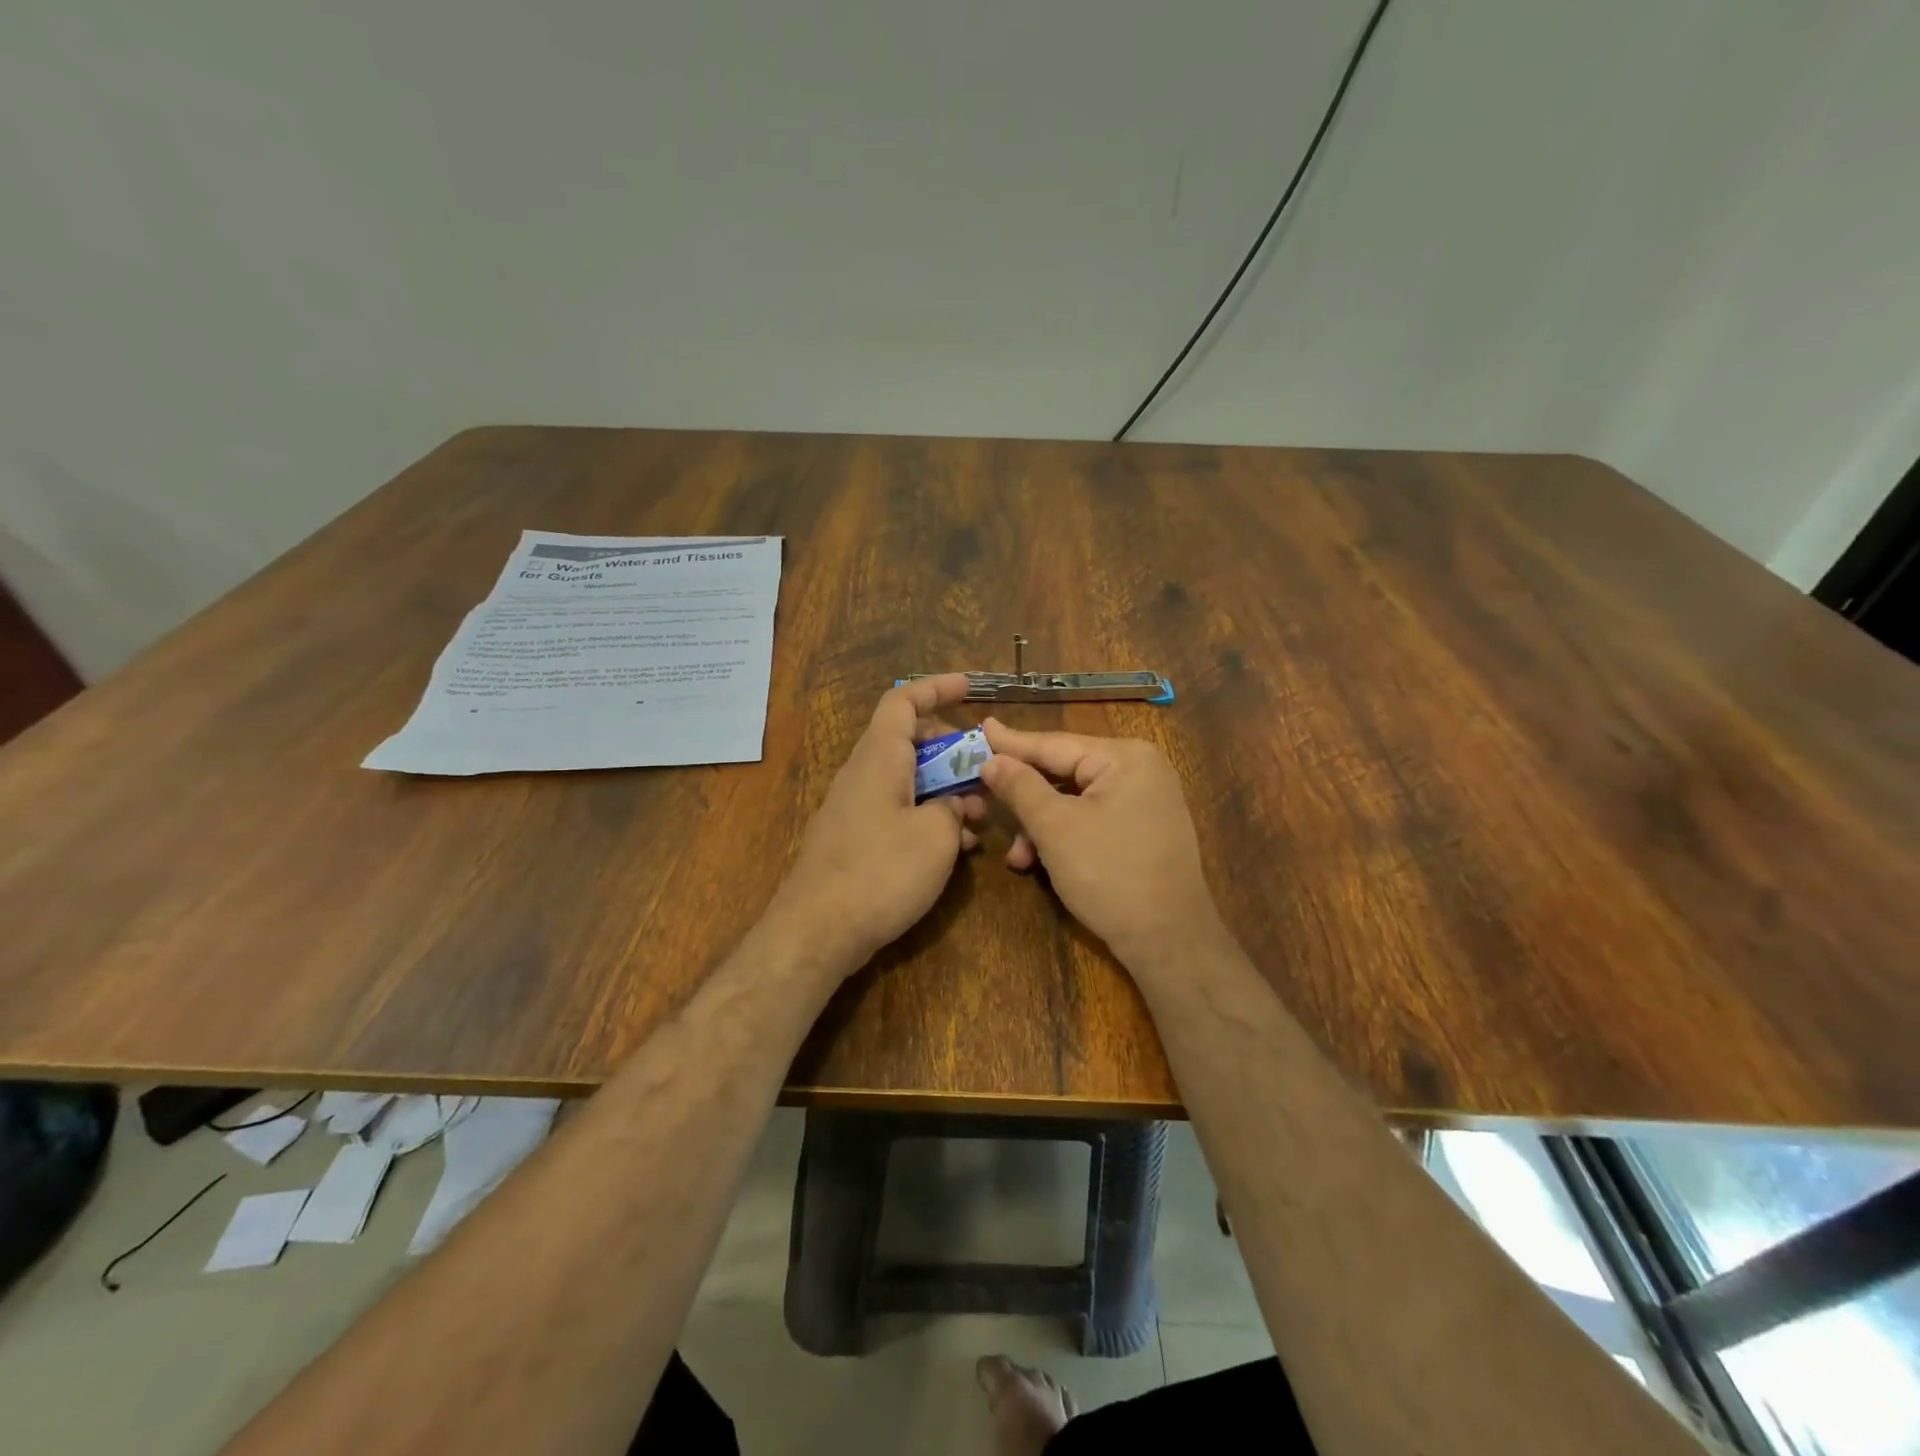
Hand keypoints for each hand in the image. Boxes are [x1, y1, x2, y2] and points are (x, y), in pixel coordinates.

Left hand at [765, 674, 985, 972]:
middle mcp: (863, 774)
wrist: (817, 931)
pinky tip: (955, 848)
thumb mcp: (936, 837)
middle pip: (909, 741)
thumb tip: (954, 806)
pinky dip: (927, 817)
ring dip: (944, 789)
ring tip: (980, 816)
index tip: (971, 688)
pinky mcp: (854, 838)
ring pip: (906, 779)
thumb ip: (953, 810)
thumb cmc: (879, 873)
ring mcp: (855, 807)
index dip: (937, 688)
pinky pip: (897, 810)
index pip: (903, 702)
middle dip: (951, 750)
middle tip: (984, 770)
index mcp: (879, 758)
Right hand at [978, 719, 1225, 971]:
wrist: (1169, 941)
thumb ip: (1020, 787)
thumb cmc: (1110, 874)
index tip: (979, 728)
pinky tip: (1036, 862)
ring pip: (1074, 800)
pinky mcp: (1143, 829)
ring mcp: (1145, 800)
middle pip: (1064, 771)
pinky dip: (1063, 836)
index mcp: (1125, 757)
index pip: (1054, 743)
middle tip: (980, 791)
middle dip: (1023, 795)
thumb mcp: (1055, 828)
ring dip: (1040, 825)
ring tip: (1015, 855)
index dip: (1011, 742)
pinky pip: (1092, 819)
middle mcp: (1140, 769)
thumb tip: (992, 759)